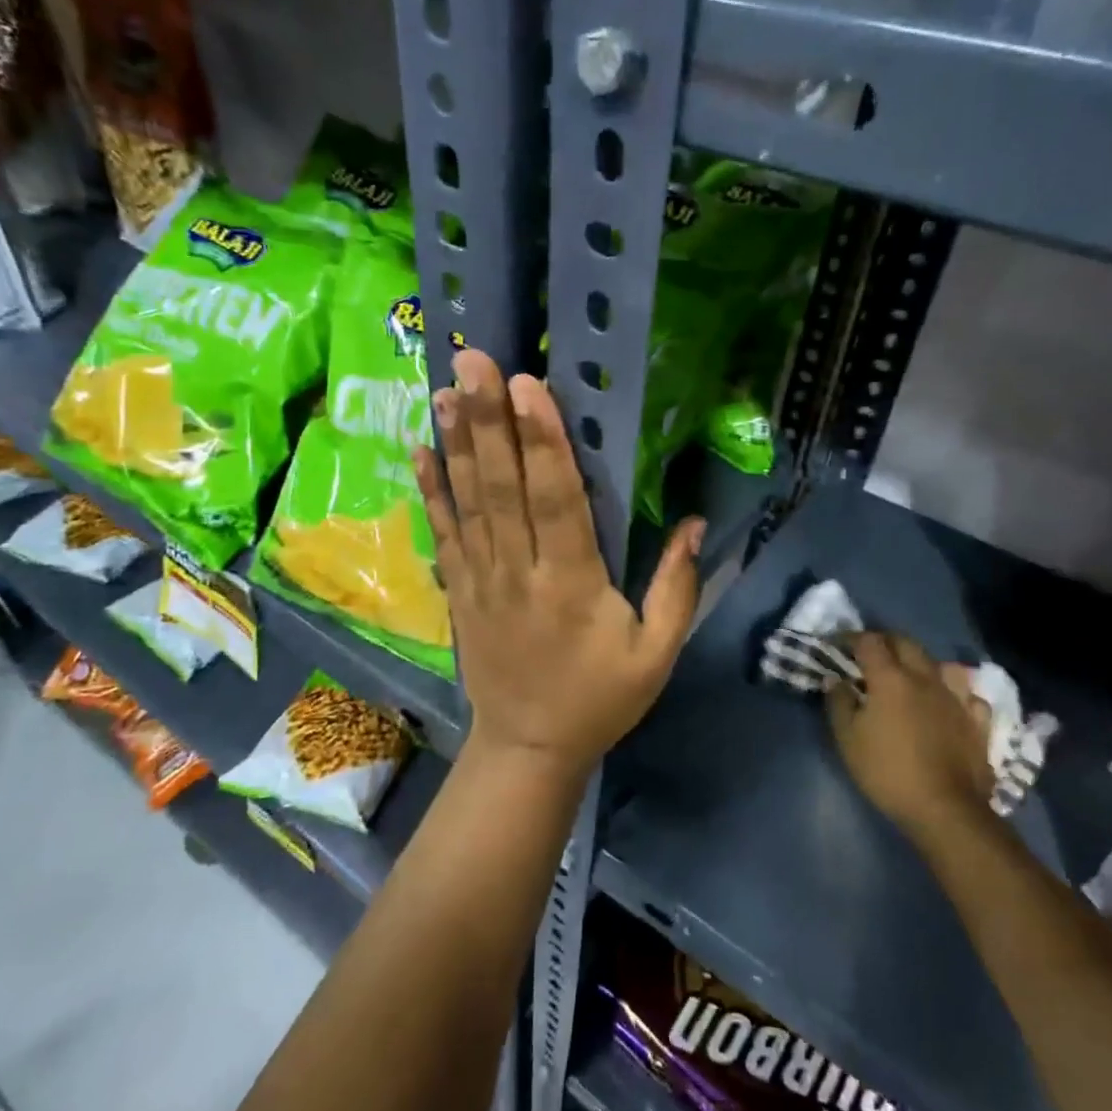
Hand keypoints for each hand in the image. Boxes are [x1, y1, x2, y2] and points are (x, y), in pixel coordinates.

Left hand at [415, 349, 703, 779]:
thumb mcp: (656, 654)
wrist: (527, 749)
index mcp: (572, 584)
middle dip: (488, 420)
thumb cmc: (600, 699)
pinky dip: (431, 491)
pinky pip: (444, 533)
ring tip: (444, 388)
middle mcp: (519, 572)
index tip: (526, 386)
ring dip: (457, 442)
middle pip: (502, 488)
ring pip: (468, 502)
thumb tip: (692, 523)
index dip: (541, 441)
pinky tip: (419, 450)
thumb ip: (675, 588)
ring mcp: (481, 580)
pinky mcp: (459, 591)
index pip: (556, 500)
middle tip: (472, 361)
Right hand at [827, 633, 994, 841]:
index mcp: (890, 678)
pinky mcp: (977, 721)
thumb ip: (839, 703)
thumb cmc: (887, 772)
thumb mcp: (848, 739)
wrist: (945, 809)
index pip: (869, 641)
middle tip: (870, 655)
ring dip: (922, 663)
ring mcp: (956, 698)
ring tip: (912, 676)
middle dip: (885, 641)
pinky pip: (968, 694)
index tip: (838, 645)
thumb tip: (835, 679)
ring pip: (941, 664)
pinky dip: (955, 693)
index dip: (851, 638)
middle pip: (905, 642)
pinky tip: (949, 703)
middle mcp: (925, 678)